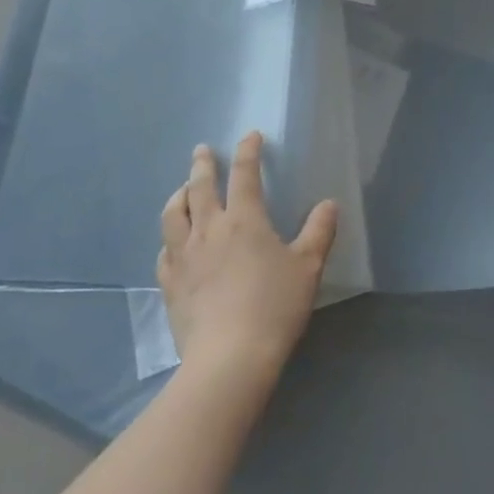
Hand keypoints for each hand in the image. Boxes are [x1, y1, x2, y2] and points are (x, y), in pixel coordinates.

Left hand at [157, 132, 337, 380]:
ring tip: (182, 189)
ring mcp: (184, 256)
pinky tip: (173, 242)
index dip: (248, 151)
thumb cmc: (274, 307)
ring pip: (174, 214)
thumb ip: (319, 232)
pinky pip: (165, 250)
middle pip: (200, 186)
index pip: (244, 173)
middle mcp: (209, 229)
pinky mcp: (170, 284)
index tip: (250, 136)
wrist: (229, 358)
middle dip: (203, 164)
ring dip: (179, 194)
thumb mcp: (307, 268)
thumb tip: (329, 204)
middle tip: (202, 150)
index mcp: (244, 219)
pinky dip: (170, 238)